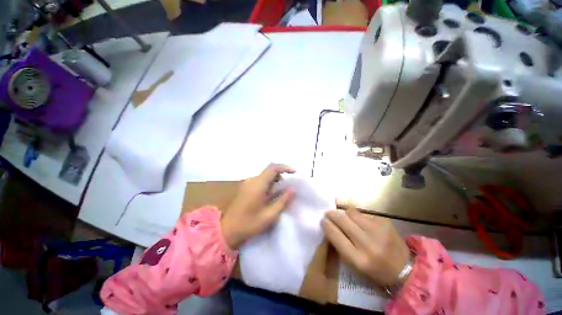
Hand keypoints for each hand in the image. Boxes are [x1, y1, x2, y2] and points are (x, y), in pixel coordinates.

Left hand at [221, 164, 295, 249]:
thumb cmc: (249, 224)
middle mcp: (252, 180)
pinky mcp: (245, 187)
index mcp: (258, 184)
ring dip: (275, 180)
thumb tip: (292, 189)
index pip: (273, 168)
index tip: (294, 173)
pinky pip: (260, 180)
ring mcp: (247, 183)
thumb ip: (282, 201)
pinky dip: (268, 183)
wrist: (228, 230)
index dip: (285, 167)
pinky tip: (270, 195)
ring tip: (280, 192)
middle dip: (281, 175)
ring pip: (265, 175)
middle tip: (288, 186)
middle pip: (269, 170)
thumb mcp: (270, 215)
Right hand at [322, 208, 409, 286]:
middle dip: (332, 214)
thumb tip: (329, 226)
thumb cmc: (375, 270)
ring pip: (351, 212)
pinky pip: (363, 213)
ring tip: (344, 217)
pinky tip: (360, 221)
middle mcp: (368, 243)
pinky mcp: (384, 221)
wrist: (404, 268)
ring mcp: (378, 230)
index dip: (326, 225)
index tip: (322, 220)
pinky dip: (357, 216)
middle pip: (342, 220)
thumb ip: (341, 246)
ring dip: (344, 213)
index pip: (336, 236)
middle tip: (328, 213)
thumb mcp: (355, 265)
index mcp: (359, 259)